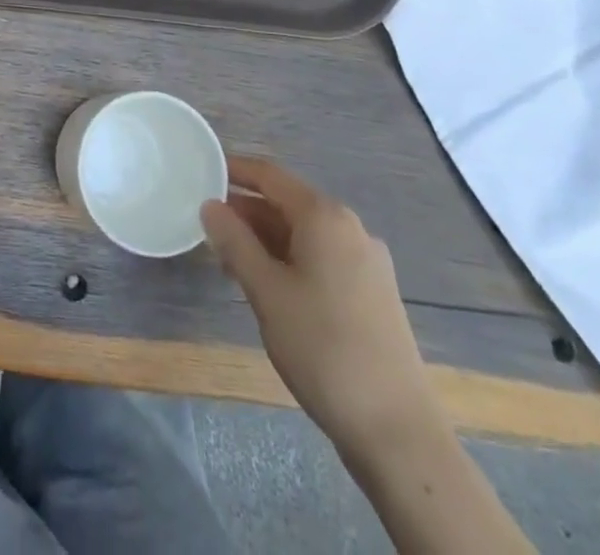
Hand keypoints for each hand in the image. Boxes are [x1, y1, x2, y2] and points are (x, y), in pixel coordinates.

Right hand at [201, 156, 437, 452]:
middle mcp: (350, 228)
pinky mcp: (373, 293)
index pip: (270, 176)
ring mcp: (366, 262)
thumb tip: (210, 205)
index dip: (234, 170)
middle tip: (208, 224)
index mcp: (325, 217)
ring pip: (304, 233)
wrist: (397, 430)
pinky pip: (322, 258)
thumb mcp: (266, 291)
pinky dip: (290, 259)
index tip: (202, 171)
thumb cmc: (323, 347)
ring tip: (229, 258)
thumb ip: (234, 242)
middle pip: (288, 203)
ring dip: (266, 238)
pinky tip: (269, 285)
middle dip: (247, 210)